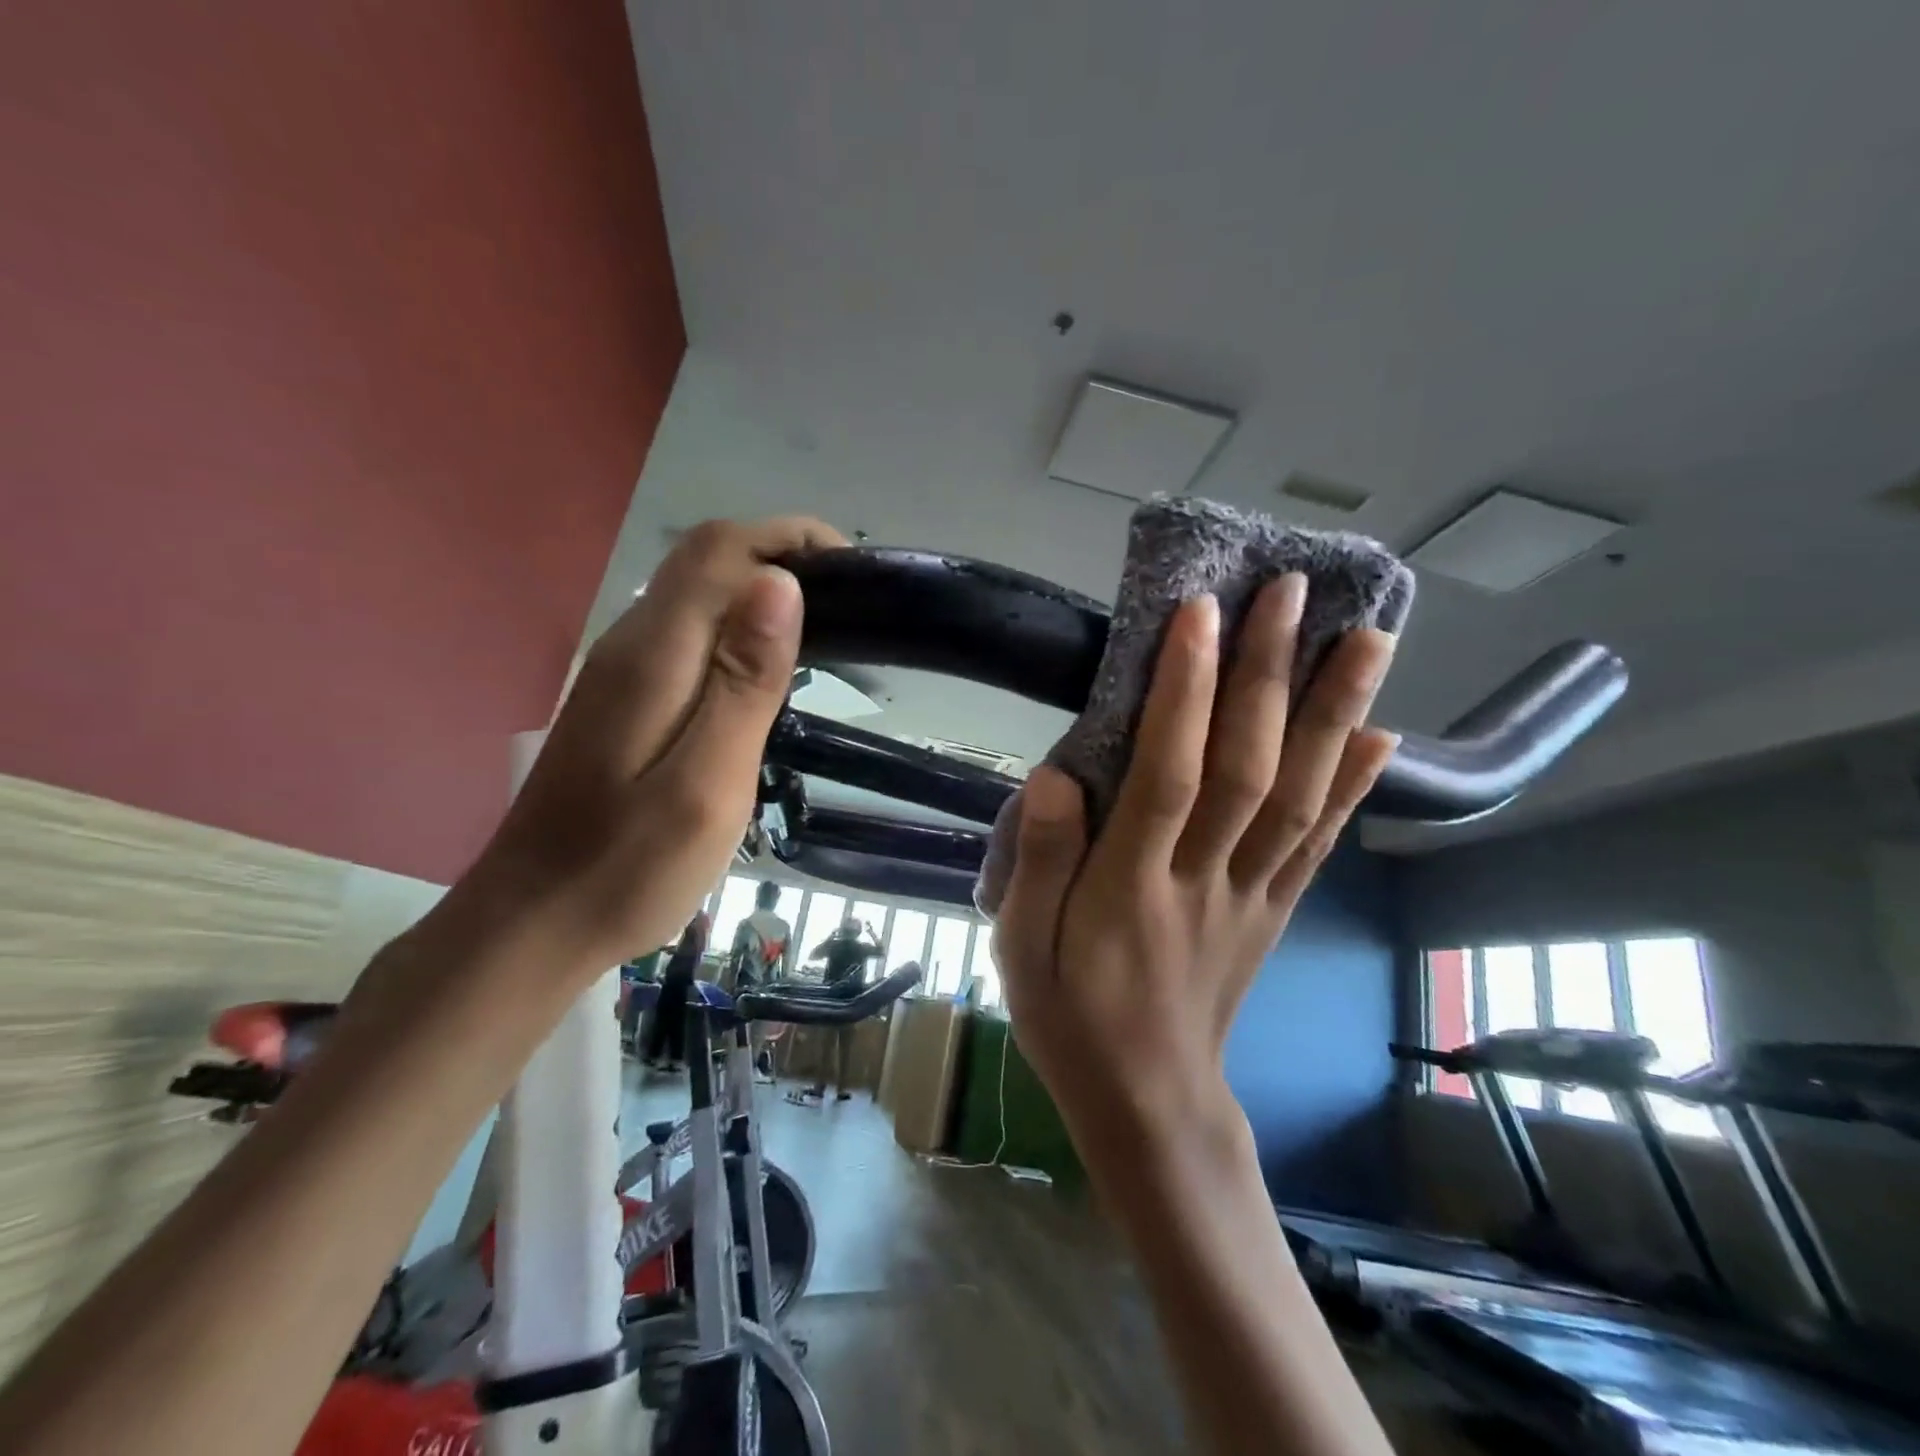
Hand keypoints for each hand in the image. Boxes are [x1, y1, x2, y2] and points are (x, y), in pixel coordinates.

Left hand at [460, 516, 843, 970]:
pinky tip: (766, 670)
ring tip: (826, 629)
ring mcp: (620, 672)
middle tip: (852, 602)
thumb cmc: (628, 868)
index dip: (787, 537)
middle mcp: (631, 644)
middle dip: (779, 555)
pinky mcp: (622, 699)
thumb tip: (781, 583)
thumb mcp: (706, 783)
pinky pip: (686, 633)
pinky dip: (737, 627)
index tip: (853, 568)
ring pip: (694, 594)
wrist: (532, 924)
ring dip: (760, 589)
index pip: (720, 551)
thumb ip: (744, 683)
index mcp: (654, 655)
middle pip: (704, 561)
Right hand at [994, 578, 1398, 1153]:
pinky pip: (1320, 844)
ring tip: (1366, 637)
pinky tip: (1381, 734)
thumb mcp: (1019, 949)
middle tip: (1290, 591)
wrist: (1148, 1102)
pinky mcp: (1276, 912)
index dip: (1185, 692)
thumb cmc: (1070, 1017)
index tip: (1198, 613)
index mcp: (1130, 889)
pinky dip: (1354, 786)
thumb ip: (1036, 864)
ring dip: (1334, 713)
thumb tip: (1055, 777)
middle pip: (1247, 768)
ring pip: (1299, 796)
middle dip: (1269, 674)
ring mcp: (1252, 895)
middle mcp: (1203, 880)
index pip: (1167, 774)